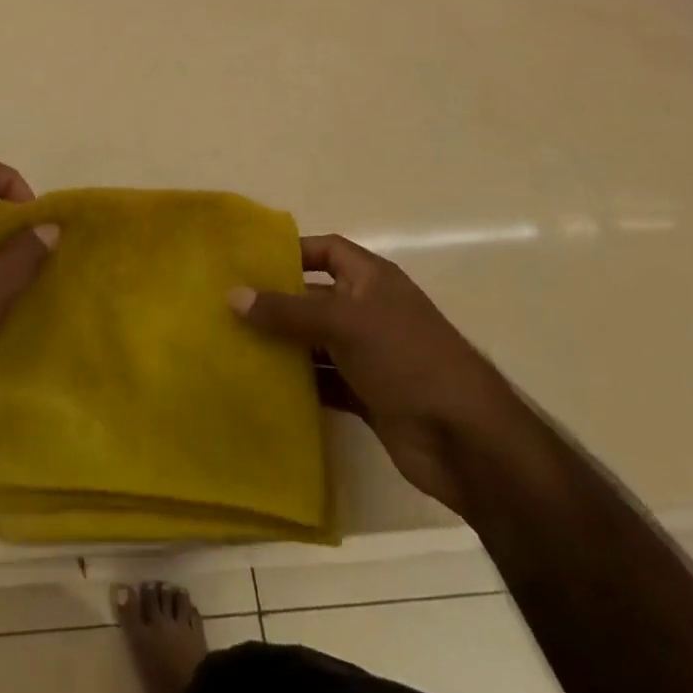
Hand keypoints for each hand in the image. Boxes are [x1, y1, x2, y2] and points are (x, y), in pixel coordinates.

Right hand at [229, 235, 521, 514]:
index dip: (291, 252)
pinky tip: (263, 386)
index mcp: (372, 279)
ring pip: (315, 342)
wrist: (467, 441)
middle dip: (276, 302)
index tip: (248, 262)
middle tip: (226, 307)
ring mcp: (369, 355)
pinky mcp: (368, 395)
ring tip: (233, 345)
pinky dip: (299, 383)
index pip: (326, 250)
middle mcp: (369, 310)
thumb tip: (232, 295)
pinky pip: (324, 381)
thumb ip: (287, 311)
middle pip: (314, 297)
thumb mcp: (343, 323)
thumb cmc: (407, 358)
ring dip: (282, 345)